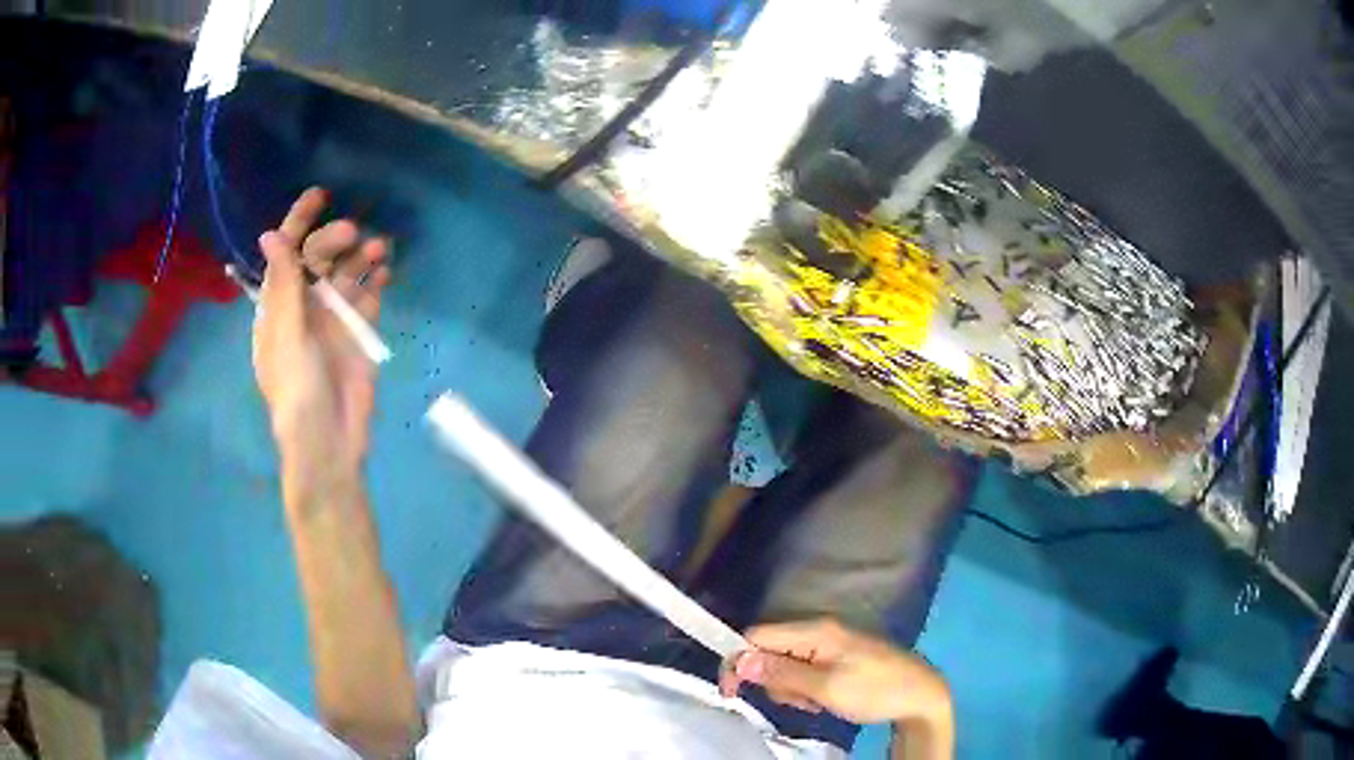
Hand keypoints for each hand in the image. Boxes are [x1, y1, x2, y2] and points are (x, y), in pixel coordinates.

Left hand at [253, 188, 391, 489]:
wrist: (329, 443)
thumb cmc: (297, 392)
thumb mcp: (286, 337)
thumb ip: (283, 286)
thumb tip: (271, 233)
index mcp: (278, 308)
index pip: (286, 255)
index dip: (298, 223)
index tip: (319, 195)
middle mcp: (304, 309)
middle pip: (319, 261)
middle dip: (335, 241)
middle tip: (354, 235)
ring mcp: (332, 323)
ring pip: (346, 278)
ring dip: (360, 260)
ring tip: (380, 250)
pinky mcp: (357, 339)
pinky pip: (366, 302)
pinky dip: (374, 286)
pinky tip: (384, 277)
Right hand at [720, 618, 952, 727]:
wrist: (921, 695)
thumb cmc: (874, 690)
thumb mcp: (825, 688)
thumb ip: (781, 674)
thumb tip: (739, 660)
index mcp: (815, 631)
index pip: (757, 635)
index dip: (739, 661)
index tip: (733, 693)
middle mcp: (819, 630)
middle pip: (769, 652)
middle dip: (773, 682)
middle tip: (800, 701)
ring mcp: (829, 643)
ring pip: (785, 665)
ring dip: (791, 690)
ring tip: (818, 702)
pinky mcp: (837, 657)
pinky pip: (804, 671)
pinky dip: (806, 689)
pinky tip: (826, 699)